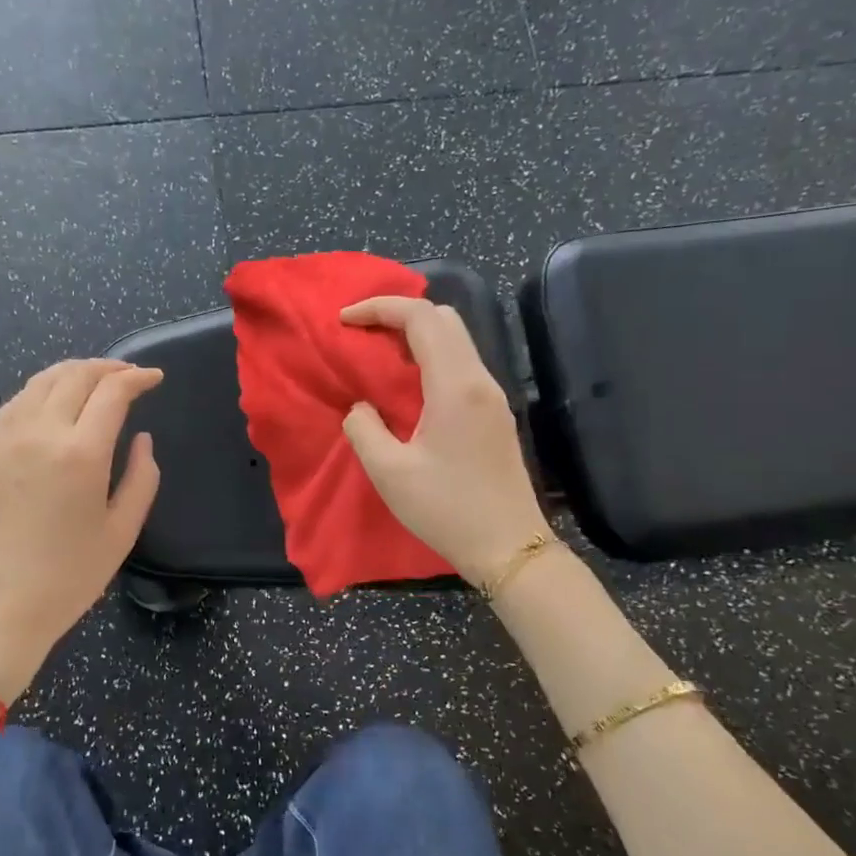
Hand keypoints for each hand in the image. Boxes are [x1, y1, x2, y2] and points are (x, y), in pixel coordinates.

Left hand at [0, 359, 162, 700]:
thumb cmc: (68, 577)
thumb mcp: (121, 532)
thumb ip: (141, 479)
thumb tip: (142, 440)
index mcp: (81, 453)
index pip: (112, 392)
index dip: (137, 378)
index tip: (155, 378)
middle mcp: (42, 433)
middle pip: (75, 376)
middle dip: (108, 368)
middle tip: (130, 375)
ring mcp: (8, 438)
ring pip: (42, 380)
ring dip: (73, 371)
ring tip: (96, 379)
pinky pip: (17, 401)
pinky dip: (42, 388)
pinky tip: (54, 399)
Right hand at [339, 297, 552, 586]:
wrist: (509, 547)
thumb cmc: (447, 510)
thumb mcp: (389, 473)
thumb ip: (364, 429)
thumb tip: (361, 408)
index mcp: (455, 386)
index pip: (421, 318)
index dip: (380, 308)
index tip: (345, 320)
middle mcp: (480, 380)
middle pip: (444, 318)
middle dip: (399, 314)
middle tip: (362, 335)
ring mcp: (493, 395)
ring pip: (456, 339)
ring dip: (416, 335)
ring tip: (378, 356)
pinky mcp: (495, 413)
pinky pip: (461, 364)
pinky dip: (430, 357)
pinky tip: (408, 385)